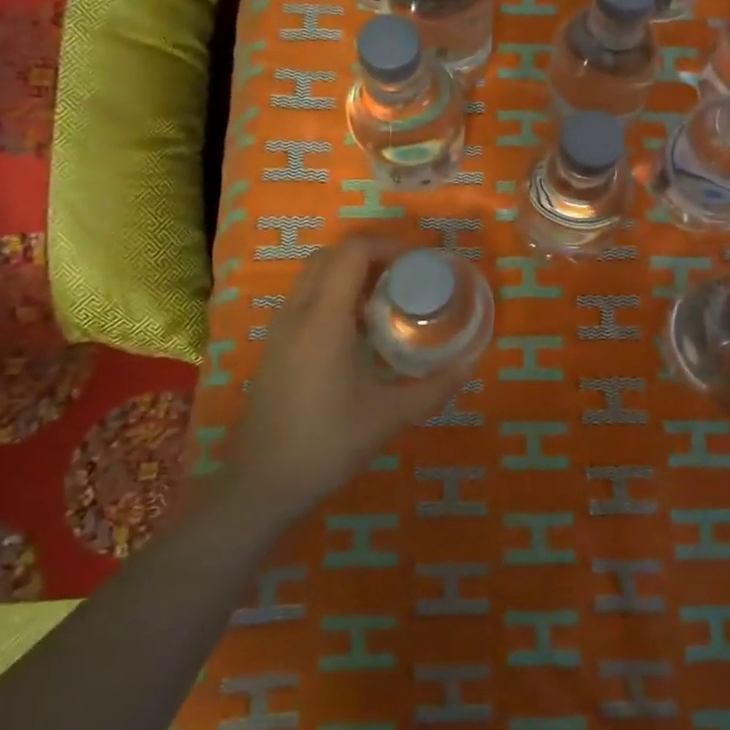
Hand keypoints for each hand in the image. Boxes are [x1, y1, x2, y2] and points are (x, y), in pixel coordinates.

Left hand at [227, 236, 474, 521]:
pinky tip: (359, 329)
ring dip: (350, 272)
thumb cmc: (326, 444)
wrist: (260, 484)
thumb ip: (433, 389)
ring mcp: (280, 328)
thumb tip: (469, 365)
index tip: (420, 262)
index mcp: (324, 319)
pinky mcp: (274, 346)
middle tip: (407, 276)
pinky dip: (333, 293)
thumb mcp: (388, 418)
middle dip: (371, 254)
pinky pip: (305, 298)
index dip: (389, 245)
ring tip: (387, 297)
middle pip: (331, 255)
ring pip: (314, 275)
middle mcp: (297, 312)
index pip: (353, 252)